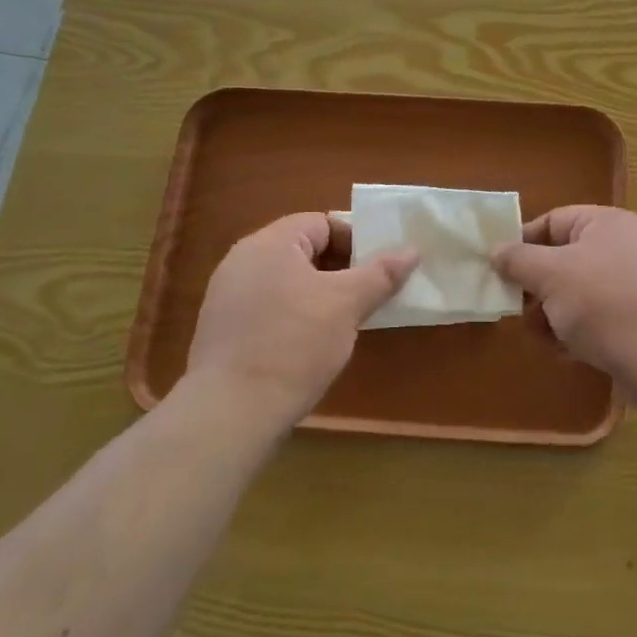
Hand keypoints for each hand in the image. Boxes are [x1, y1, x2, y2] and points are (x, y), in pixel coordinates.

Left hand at [184, 213, 416, 428]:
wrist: (231, 413)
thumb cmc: (294, 344)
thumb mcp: (347, 305)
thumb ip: (381, 273)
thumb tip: (412, 250)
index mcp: (269, 243)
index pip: (321, 223)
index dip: (356, 240)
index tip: (380, 268)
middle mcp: (243, 261)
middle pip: (304, 250)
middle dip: (341, 269)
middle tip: (370, 293)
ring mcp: (228, 296)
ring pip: (288, 282)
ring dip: (321, 294)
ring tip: (347, 320)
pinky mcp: (225, 330)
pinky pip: (270, 307)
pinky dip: (296, 315)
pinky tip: (313, 344)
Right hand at [493, 206, 636, 400]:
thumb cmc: (604, 303)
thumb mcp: (551, 275)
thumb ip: (518, 260)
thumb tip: (496, 250)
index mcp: (606, 224)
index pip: (553, 221)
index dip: (522, 243)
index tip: (498, 269)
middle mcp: (623, 248)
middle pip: (563, 259)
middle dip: (536, 287)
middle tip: (515, 309)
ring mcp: (634, 285)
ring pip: (576, 293)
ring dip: (552, 314)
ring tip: (541, 336)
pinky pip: (596, 318)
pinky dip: (576, 331)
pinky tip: (565, 352)